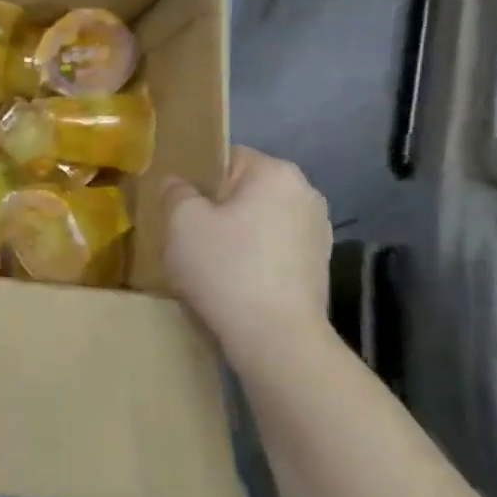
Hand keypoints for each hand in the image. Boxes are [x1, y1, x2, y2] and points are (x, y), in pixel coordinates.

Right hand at [161, 147, 331, 359]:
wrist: (276, 338)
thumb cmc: (226, 268)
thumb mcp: (181, 222)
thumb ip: (176, 192)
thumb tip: (180, 185)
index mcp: (276, 172)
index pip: (225, 157)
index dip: (196, 179)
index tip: (177, 208)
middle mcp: (306, 193)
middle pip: (244, 190)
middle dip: (217, 208)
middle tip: (187, 237)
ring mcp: (318, 232)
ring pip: (259, 221)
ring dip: (235, 235)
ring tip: (210, 264)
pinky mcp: (319, 267)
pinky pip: (273, 249)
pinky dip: (253, 258)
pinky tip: (234, 283)